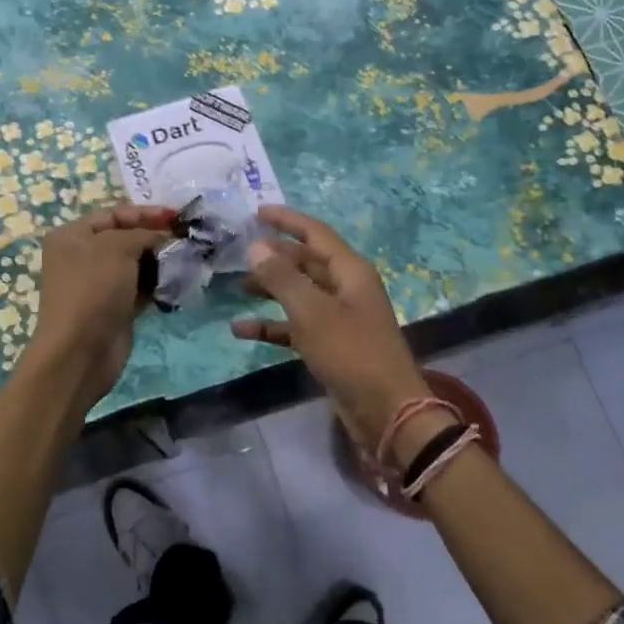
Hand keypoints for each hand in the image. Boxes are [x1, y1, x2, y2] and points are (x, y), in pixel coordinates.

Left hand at [27, 203, 175, 406]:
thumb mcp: (117, 248)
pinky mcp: (114, 308)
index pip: (114, 214)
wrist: (81, 351)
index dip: (146, 213)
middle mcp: (82, 257)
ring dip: (161, 261)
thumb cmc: (93, 289)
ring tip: (189, 258)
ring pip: (136, 265)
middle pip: (126, 238)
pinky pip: (140, 288)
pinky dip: (158, 283)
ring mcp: (98, 285)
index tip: (178, 216)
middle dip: (156, 237)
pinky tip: (179, 280)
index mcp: (72, 236)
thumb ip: (143, 234)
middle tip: (188, 238)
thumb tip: (163, 237)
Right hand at [231, 206, 432, 451]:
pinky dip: (272, 326)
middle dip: (274, 256)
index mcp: (350, 271)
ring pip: (299, 293)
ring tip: (237, 287)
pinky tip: (242, 330)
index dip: (287, 220)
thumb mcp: (312, 312)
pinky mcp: (331, 345)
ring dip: (270, 290)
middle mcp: (346, 288)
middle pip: (306, 262)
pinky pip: (296, 326)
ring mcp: (339, 318)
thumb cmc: (351, 353)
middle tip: (239, 252)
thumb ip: (282, 278)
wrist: (386, 411)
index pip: (315, 233)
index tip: (257, 212)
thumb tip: (256, 247)